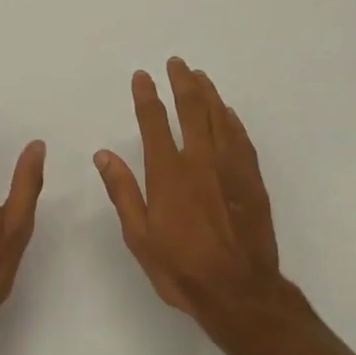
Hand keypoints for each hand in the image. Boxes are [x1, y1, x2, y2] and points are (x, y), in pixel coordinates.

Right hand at [93, 57, 291, 340]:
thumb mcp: (140, 238)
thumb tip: (104, 154)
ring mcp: (230, 168)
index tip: (143, 76)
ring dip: (208, 93)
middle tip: (177, 63)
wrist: (239, 291)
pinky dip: (231, 119)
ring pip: (219, 117)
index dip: (147, 96)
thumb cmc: (182, 269)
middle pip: (191, 109)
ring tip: (200, 76)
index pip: (154, 123)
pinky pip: (241, 138)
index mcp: (168, 174)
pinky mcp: (251, 179)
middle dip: (182, 82)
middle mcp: (200, 161)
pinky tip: (227, 112)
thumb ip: (123, 192)